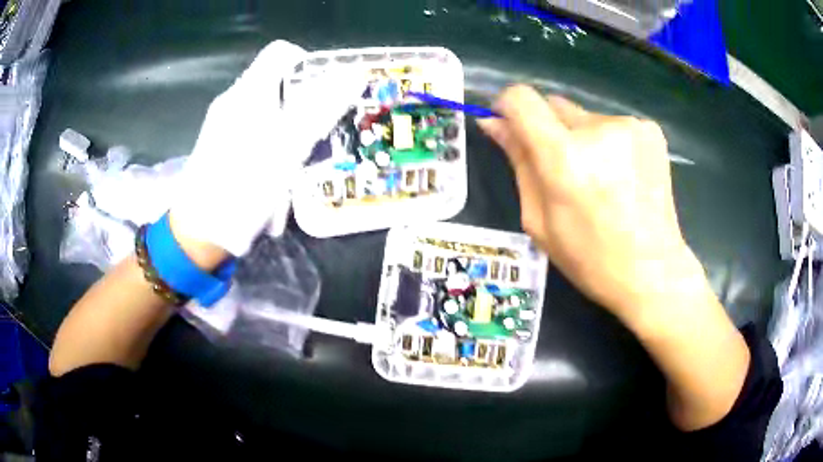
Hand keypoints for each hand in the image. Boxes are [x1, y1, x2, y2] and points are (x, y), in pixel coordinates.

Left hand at [169, 40, 362, 256]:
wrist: (199, 235)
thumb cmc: (242, 186)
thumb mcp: (288, 145)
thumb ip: (322, 106)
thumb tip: (356, 73)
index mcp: (248, 92)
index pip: (282, 53)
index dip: (309, 65)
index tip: (326, 94)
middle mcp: (235, 103)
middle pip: (280, 87)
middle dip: (304, 112)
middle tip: (316, 142)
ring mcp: (226, 127)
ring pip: (272, 118)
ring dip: (291, 142)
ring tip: (295, 174)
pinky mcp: (223, 150)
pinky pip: (258, 141)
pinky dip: (273, 157)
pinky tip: (277, 187)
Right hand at [478, 85, 705, 328]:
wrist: (653, 271)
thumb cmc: (590, 258)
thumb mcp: (539, 220)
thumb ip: (518, 163)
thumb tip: (494, 124)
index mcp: (564, 158)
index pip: (522, 99)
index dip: (509, 107)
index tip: (511, 127)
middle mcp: (597, 129)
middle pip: (554, 106)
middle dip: (549, 131)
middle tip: (565, 172)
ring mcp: (629, 125)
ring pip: (585, 118)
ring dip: (582, 139)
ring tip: (601, 180)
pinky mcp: (650, 130)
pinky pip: (612, 125)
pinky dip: (609, 143)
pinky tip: (623, 176)